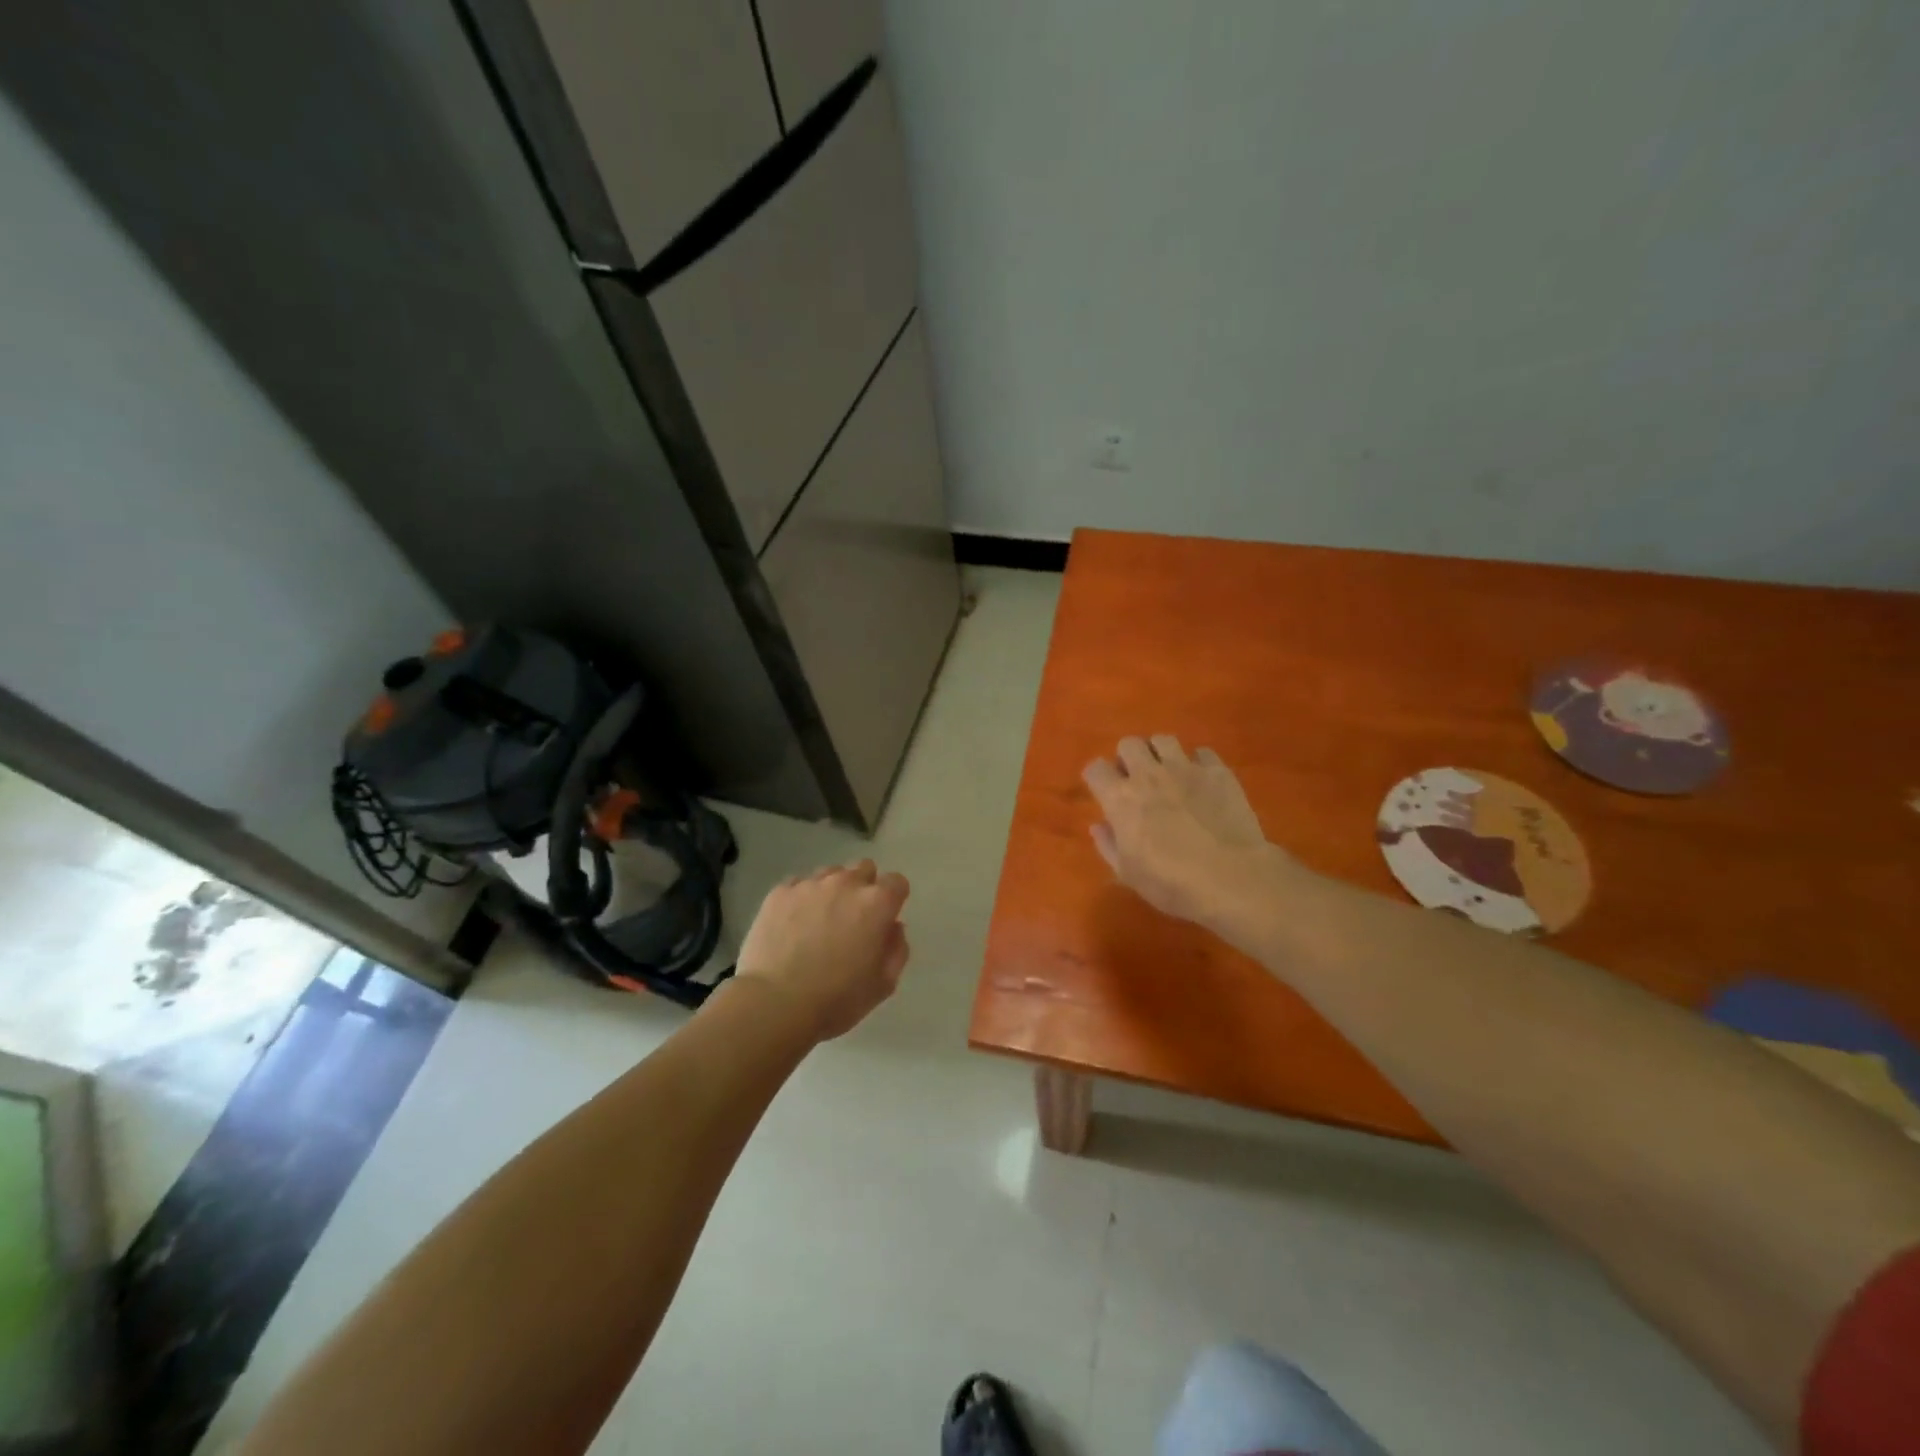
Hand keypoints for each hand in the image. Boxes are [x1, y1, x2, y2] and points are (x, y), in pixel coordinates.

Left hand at [733, 859, 910, 1041]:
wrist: (775, 1003)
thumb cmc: (836, 999)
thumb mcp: (883, 984)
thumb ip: (897, 949)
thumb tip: (894, 927)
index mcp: (876, 903)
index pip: (896, 882)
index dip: (893, 899)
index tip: (884, 919)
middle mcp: (845, 883)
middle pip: (864, 868)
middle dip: (864, 887)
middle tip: (853, 918)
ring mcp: (809, 884)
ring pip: (830, 874)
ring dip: (832, 890)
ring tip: (819, 920)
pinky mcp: (779, 892)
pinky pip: (798, 885)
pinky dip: (801, 898)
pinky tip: (793, 924)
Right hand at [1083, 736, 1299, 936]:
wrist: (1231, 878)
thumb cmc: (1172, 882)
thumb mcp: (1128, 873)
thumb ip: (1108, 845)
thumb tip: (1098, 825)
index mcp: (1121, 799)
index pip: (1096, 769)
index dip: (1098, 778)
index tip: (1104, 792)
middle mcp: (1149, 775)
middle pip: (1128, 744)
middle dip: (1128, 758)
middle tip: (1137, 780)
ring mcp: (1185, 768)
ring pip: (1163, 740)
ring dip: (1160, 754)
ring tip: (1168, 774)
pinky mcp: (1218, 771)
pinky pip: (1202, 752)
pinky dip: (1198, 763)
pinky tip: (1202, 782)